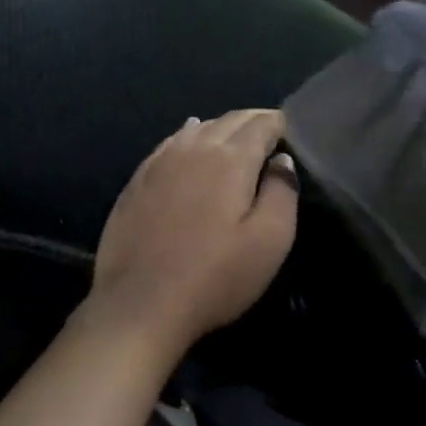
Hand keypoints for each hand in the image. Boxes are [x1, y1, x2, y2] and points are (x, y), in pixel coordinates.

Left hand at [88, 109, 298, 354]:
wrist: (139, 304)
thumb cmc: (214, 277)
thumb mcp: (269, 241)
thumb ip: (282, 193)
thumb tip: (282, 160)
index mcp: (230, 159)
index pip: (260, 124)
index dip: (278, 123)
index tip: (289, 130)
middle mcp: (193, 149)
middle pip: (228, 121)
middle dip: (252, 121)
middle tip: (269, 131)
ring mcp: (159, 163)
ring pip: (196, 129)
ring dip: (220, 127)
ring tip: (235, 136)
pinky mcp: (136, 182)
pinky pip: (169, 144)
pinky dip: (187, 136)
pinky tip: (189, 137)